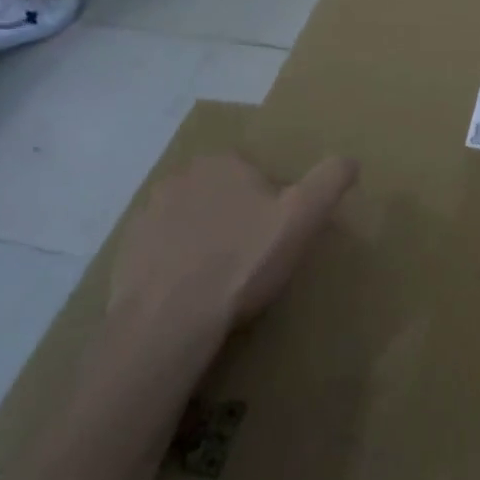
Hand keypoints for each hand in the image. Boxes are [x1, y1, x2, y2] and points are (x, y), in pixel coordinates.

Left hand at [109, 153, 356, 329]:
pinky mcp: (128, 248)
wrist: (168, 319)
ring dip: (206, 239)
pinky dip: (176, 262)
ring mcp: (148, 212)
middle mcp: (181, 176)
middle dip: (238, 219)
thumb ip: (329, 180)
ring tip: (221, 280)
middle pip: (223, 195)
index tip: (277, 239)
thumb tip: (351, 160)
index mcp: (223, 162)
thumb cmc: (242, 262)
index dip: (273, 205)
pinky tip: (190, 291)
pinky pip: (163, 247)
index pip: (257, 175)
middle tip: (252, 260)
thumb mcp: (302, 217)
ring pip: (192, 219)